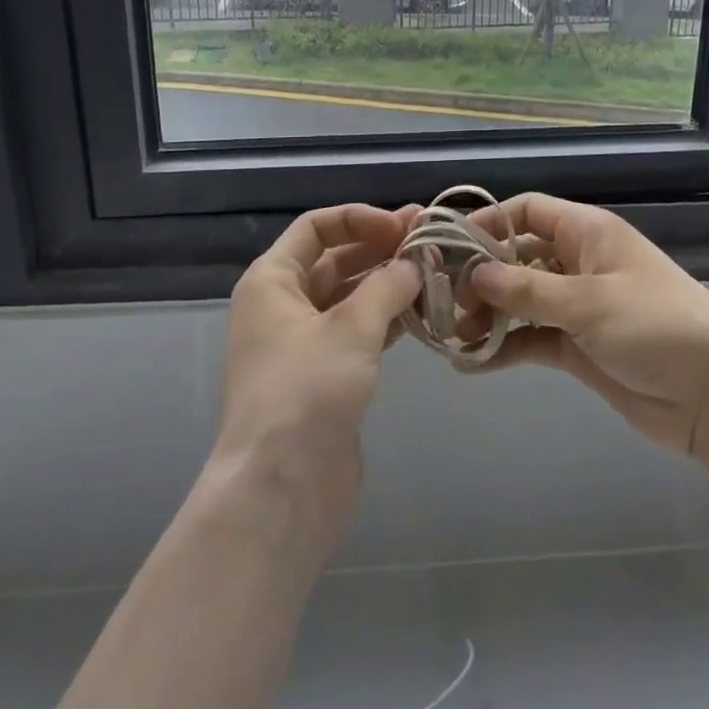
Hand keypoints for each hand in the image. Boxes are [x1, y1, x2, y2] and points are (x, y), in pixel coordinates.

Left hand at [214, 204, 421, 518]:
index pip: (316, 227)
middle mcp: (283, 305)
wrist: (281, 490)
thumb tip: (416, 262)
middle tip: (431, 242)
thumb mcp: (352, 326)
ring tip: (436, 274)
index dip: (359, 218)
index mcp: (272, 280)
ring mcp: (303, 343)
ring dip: (389, 283)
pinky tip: (424, 313)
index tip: (403, 227)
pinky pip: (358, 331)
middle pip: (335, 259)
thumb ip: (389, 284)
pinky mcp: (325, 376)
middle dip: (381, 247)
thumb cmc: (307, 391)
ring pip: (350, 296)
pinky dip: (388, 318)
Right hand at [465, 194, 708, 461]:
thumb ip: (528, 289)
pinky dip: (505, 348)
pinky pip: (532, 339)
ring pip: (520, 301)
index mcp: (588, 233)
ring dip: (487, 315)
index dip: (489, 224)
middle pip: (517, 257)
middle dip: (481, 276)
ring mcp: (577, 307)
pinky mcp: (578, 347)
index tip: (449, 248)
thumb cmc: (657, 327)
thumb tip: (475, 275)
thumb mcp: (589, 302)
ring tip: (449, 336)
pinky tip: (471, 364)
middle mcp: (578, 263)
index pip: (528, 212)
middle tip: (442, 301)